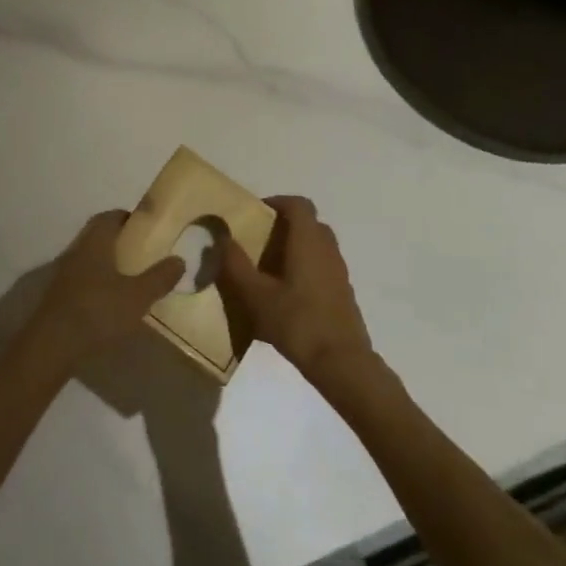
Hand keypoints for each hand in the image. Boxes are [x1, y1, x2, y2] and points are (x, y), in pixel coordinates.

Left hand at [24, 210, 184, 369]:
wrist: (53, 344)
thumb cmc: (98, 311)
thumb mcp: (138, 296)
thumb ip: (160, 277)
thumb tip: (179, 259)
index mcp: (95, 242)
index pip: (110, 217)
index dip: (128, 218)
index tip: (146, 226)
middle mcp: (77, 250)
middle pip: (98, 234)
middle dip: (118, 237)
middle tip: (141, 249)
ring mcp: (65, 272)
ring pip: (88, 255)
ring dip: (106, 259)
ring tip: (129, 274)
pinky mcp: (59, 294)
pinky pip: (81, 276)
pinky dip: (96, 279)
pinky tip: (109, 298)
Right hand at [219, 195, 374, 386]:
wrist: (342, 363)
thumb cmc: (297, 322)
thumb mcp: (256, 295)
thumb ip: (235, 264)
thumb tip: (222, 238)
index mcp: (308, 241)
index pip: (298, 204)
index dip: (277, 202)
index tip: (256, 213)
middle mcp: (327, 249)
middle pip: (308, 223)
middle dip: (284, 226)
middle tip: (258, 240)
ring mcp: (338, 271)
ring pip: (316, 246)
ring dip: (294, 248)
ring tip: (268, 269)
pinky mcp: (342, 293)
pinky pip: (322, 266)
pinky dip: (304, 268)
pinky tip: (285, 295)